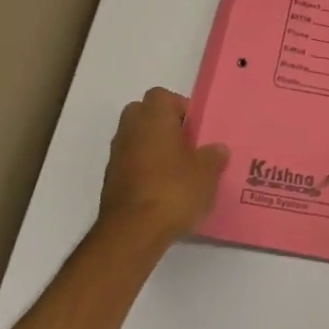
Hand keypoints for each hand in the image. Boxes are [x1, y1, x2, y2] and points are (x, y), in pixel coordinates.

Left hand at [97, 88, 228, 249]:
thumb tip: (217, 149)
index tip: (197, 128)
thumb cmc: (174, 190)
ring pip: (137, 139)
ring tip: (179, 170)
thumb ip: (214, 156)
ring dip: (154, 149)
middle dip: (164, 126)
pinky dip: (145, 170)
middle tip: (187, 144)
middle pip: (145, 114)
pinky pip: (131, 164)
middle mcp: (130, 130)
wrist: (133, 232)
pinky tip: (165, 190)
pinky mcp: (111, 182)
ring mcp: (116, 156)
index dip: (181, 108)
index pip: (162, 96)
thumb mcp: (207, 172)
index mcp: (153, 118)